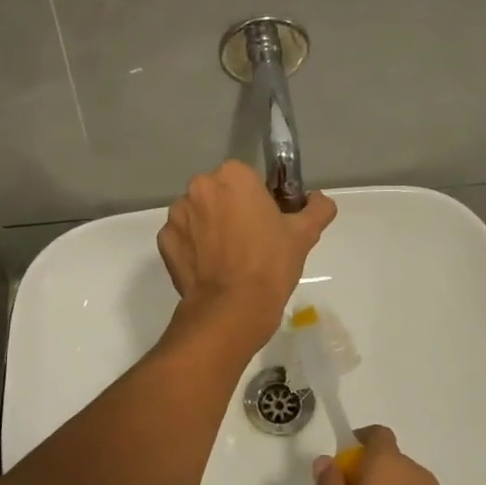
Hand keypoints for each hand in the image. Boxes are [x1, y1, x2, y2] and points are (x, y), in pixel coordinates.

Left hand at [156, 160, 335, 351]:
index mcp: (233, 176)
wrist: (233, 309)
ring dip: (209, 227)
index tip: (266, 223)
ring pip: (198, 213)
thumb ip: (317, 209)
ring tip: (227, 258)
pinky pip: (182, 237)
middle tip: (249, 241)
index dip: (258, 200)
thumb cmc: (271, 264)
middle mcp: (200, 187)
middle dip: (231, 210)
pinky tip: (210, 268)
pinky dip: (193, 247)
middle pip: (219, 193)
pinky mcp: (164, 240)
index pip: (247, 179)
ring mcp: (177, 214)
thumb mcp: (304, 234)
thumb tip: (321, 200)